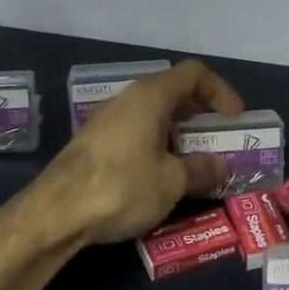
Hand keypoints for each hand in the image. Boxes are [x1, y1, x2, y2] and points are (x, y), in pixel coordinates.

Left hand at [40, 60, 243, 244]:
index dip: (220, 91)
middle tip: (216, 140)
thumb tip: (221, 166)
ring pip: (152, 115)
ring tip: (193, 162)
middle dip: (199, 115)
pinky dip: (155, 146)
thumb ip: (202, 169)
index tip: (234, 118)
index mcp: (151, 96)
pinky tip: (160, 176)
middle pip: (172, 92)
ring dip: (177, 134)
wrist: (54, 215)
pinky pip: (134, 133)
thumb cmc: (122, 187)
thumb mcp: (173, 182)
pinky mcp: (92, 144)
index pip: (194, 74)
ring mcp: (106, 121)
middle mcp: (127, 99)